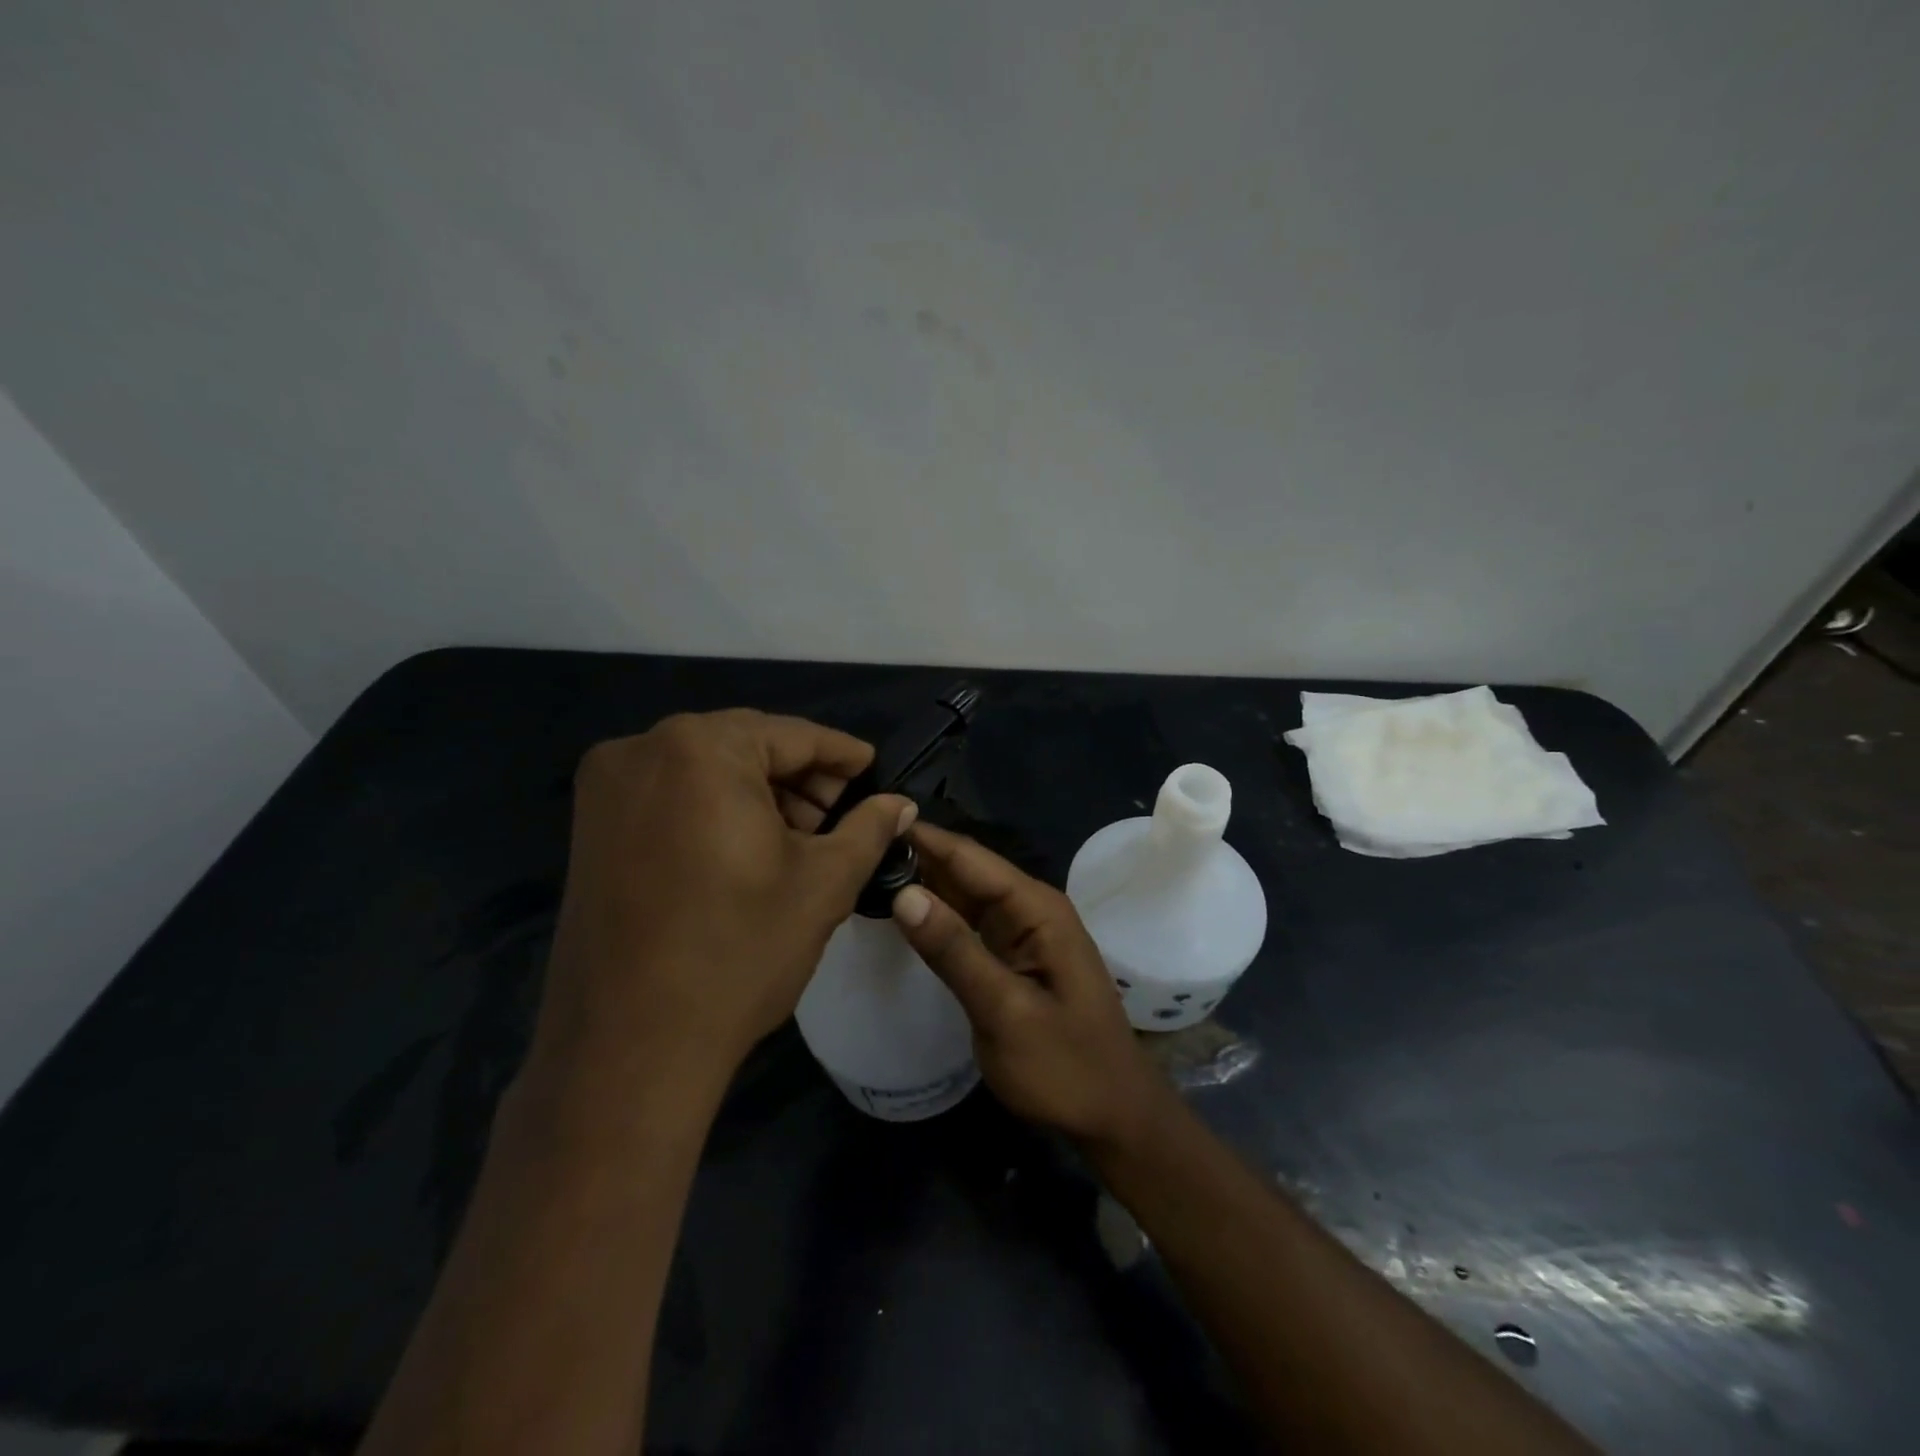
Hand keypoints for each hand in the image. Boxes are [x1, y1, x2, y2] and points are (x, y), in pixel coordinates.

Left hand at [534, 710, 913, 1085]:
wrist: (629, 1047)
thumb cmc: (739, 952)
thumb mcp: (824, 883)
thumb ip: (868, 827)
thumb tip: (900, 803)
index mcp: (701, 749)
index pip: (792, 735)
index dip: (842, 755)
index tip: (874, 772)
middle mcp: (643, 748)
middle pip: (746, 746)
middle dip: (800, 778)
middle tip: (841, 816)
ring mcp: (607, 787)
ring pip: (707, 769)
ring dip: (758, 794)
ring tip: (801, 838)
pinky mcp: (589, 826)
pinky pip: (671, 795)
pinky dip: (716, 810)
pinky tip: (748, 848)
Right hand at [890, 824, 1170, 1147]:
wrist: (1112, 1116)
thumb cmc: (1065, 1066)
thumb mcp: (1004, 1011)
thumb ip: (954, 950)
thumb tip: (903, 893)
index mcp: (1036, 908)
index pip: (968, 857)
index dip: (921, 838)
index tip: (868, 823)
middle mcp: (1029, 908)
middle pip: (964, 871)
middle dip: (916, 858)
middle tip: (853, 851)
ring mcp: (1021, 933)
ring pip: (963, 896)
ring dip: (922, 885)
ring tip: (864, 872)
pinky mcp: (1011, 957)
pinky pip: (968, 924)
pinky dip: (936, 917)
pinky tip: (900, 913)